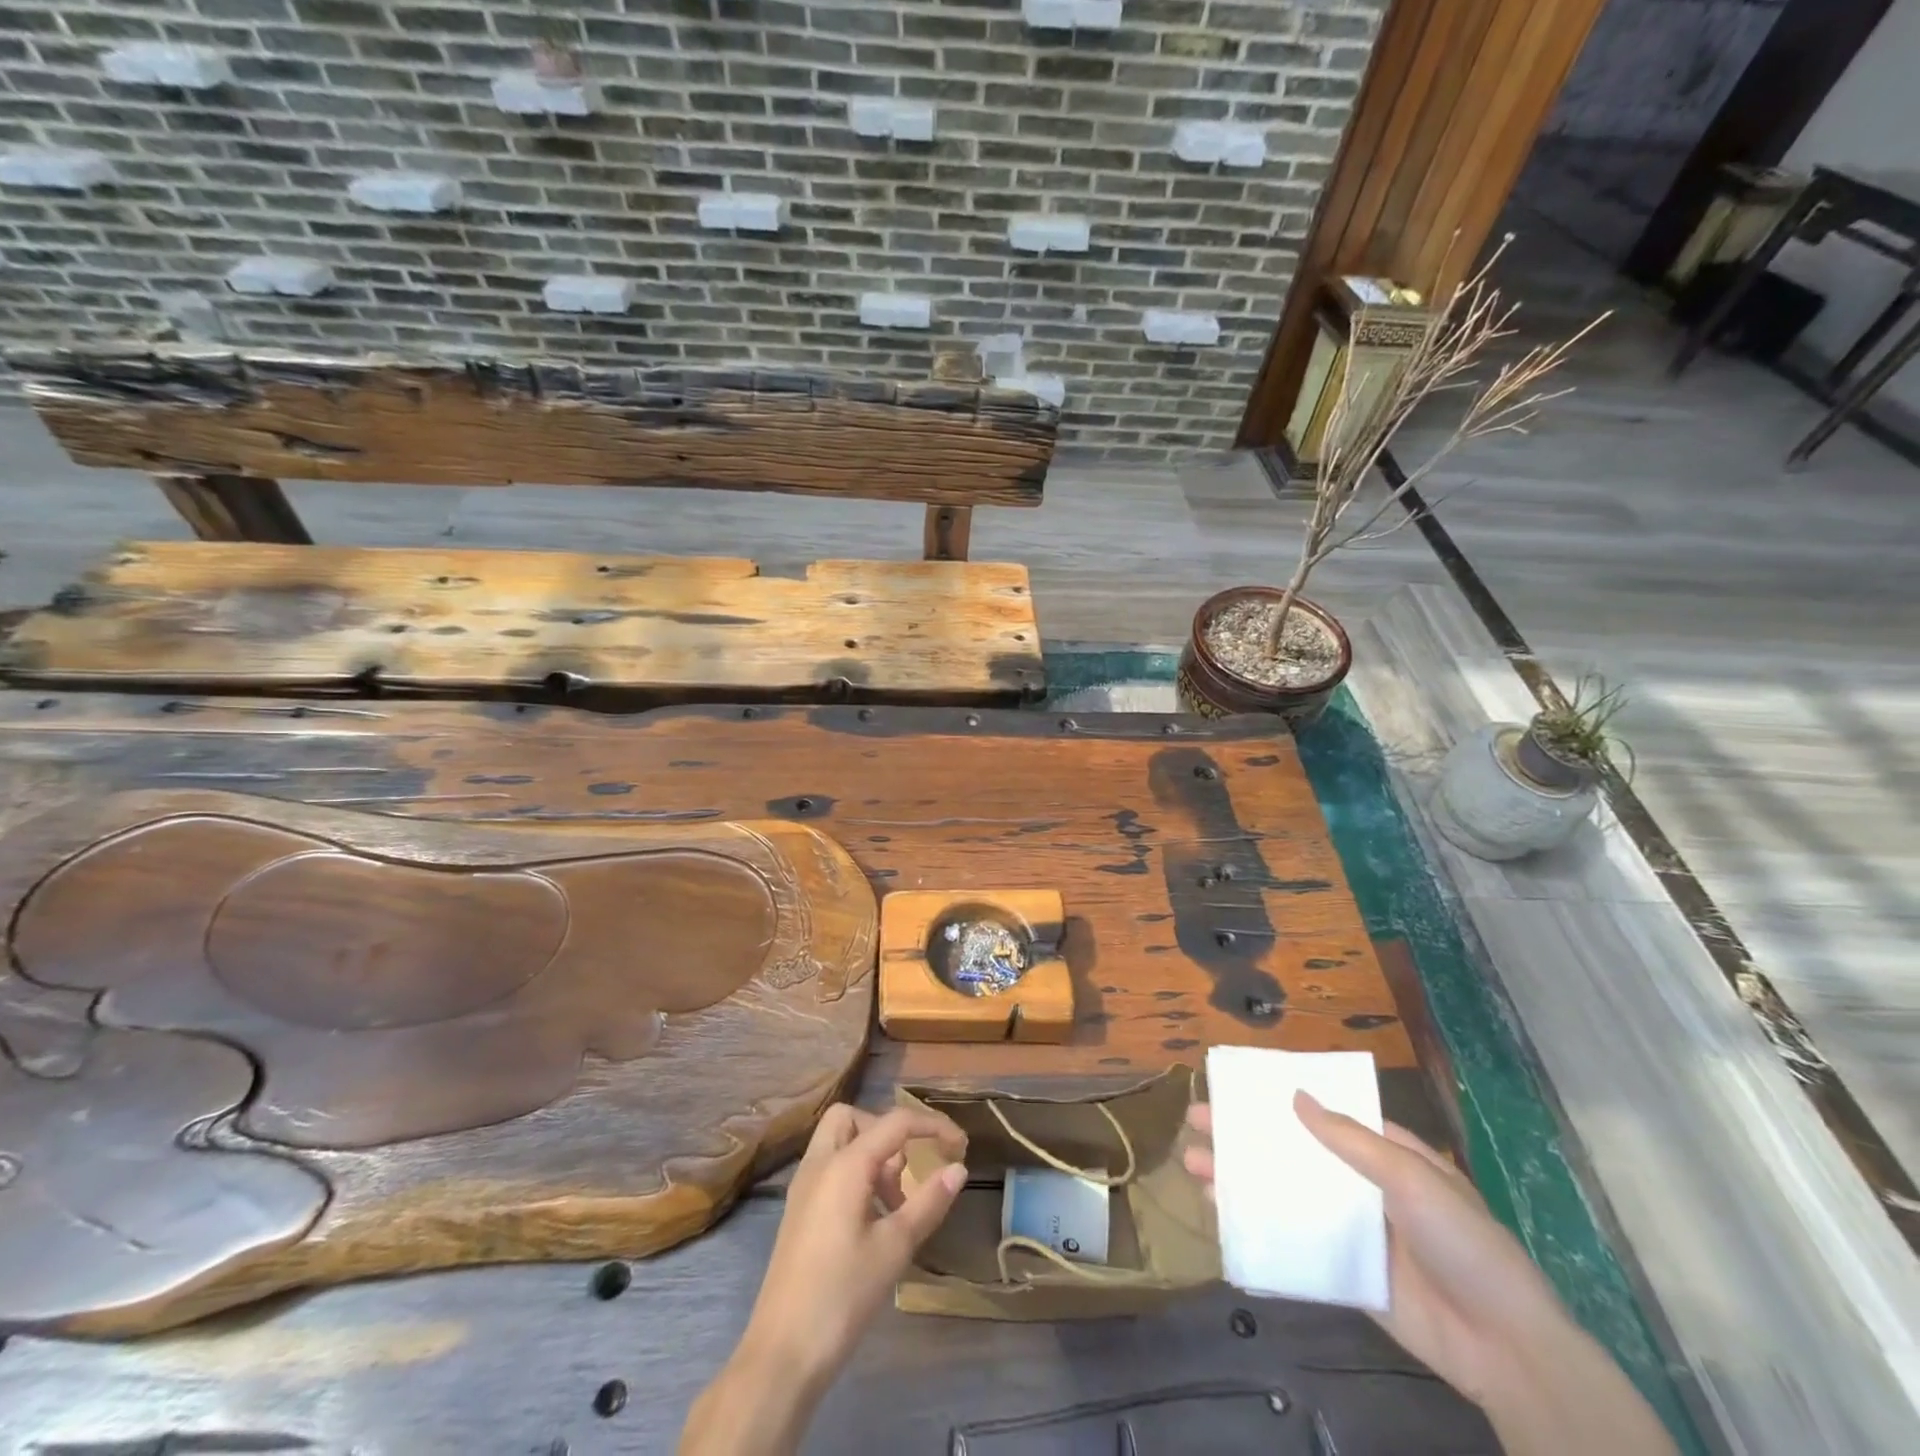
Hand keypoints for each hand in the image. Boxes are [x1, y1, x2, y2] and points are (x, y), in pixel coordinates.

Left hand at [680, 1105, 967, 1454]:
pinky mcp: (798, 1212)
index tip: (961, 1145)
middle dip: (887, 1131)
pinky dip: (854, 1175)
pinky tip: (872, 1221)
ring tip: (895, 1204)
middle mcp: (820, 1163)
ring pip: (839, 1142)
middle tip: (909, 1170)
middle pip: (853, 1118)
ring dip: (871, 1155)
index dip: (932, 1126)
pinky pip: (829, 1168)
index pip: (895, 1122)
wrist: (782, 1354)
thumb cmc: (842, 1295)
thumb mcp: (895, 1248)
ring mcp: (804, 1187)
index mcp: (845, 1164)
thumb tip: (958, 1168)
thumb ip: (928, 1202)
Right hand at [1184, 1093, 1675, 1455]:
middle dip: (1242, 1138)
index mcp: (1383, 1155)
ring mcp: (1349, 1230)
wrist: (1506, 1350)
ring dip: (1239, 1179)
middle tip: (1195, 1123)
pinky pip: (1290, 1242)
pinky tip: (1220, 1216)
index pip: (1321, 1114)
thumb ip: (1353, 1141)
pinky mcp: (1341, 1271)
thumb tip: (1296, 1096)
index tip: (1233, 1088)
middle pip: (1291, 1153)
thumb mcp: (1413, 1178)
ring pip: (1282, 1194)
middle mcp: (1360, 1186)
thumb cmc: (1463, 1244)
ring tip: (1193, 1167)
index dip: (1277, 1099)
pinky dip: (1255, 1227)